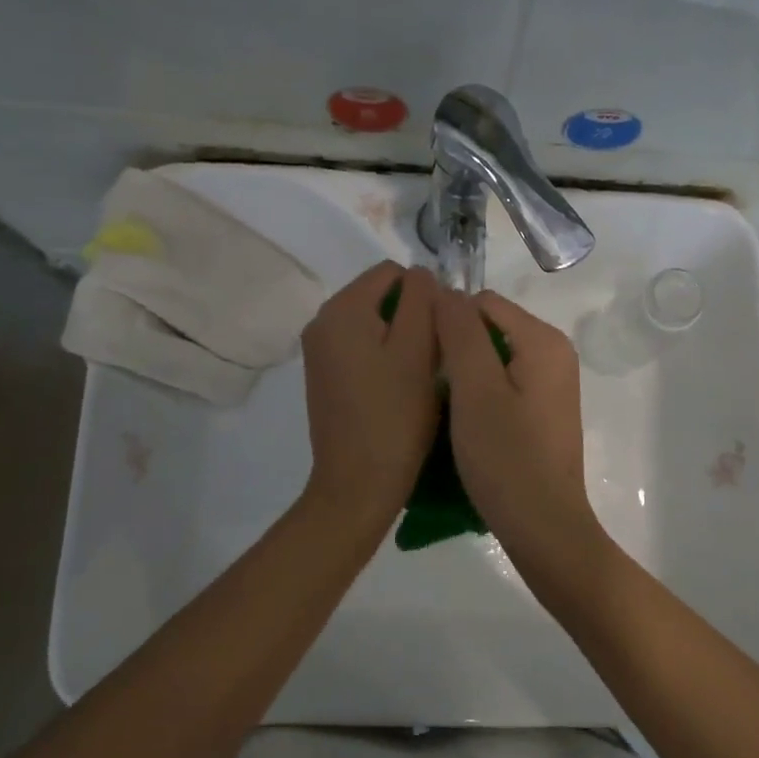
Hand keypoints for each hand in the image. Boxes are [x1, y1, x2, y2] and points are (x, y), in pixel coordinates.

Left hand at [299, 261, 440, 522]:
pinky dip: (384, 357)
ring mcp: (319, 352)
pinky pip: (361, 347)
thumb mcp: (418, 349)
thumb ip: (422, 300)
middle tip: (433, 357)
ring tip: (418, 376)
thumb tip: (421, 274)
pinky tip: (398, 389)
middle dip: (412, 316)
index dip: (425, 295)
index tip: (440, 334)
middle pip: (380, 296)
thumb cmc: (395, 415)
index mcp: (341, 309)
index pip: (393, 272)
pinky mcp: (324, 377)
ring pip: (373, 323)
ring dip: (401, 339)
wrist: (358, 485)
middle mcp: (322, 322)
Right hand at [434, 288, 593, 545]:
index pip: (482, 302)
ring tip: (444, 405)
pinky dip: (480, 391)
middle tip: (431, 385)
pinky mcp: (544, 409)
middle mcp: (555, 352)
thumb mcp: (474, 389)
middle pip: (490, 326)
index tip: (423, 358)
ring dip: (465, 371)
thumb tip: (445, 290)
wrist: (543, 527)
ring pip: (493, 355)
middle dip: (457, 347)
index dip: (447, 321)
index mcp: (543, 340)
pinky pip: (504, 381)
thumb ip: (460, 332)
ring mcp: (552, 382)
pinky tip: (466, 420)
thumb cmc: (506, 457)